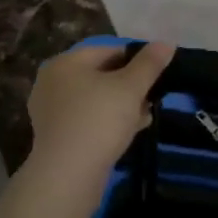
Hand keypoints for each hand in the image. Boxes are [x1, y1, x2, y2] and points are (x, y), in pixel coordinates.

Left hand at [27, 41, 175, 182]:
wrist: (68, 175)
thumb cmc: (99, 120)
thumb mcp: (131, 88)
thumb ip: (149, 64)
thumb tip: (166, 42)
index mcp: (66, 63)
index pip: (108, 50)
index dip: (137, 59)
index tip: (158, 74)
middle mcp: (52, 82)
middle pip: (100, 74)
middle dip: (130, 85)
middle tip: (153, 97)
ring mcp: (51, 110)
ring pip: (95, 99)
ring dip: (122, 104)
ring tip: (146, 115)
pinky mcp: (56, 135)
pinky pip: (87, 119)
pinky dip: (107, 121)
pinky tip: (130, 132)